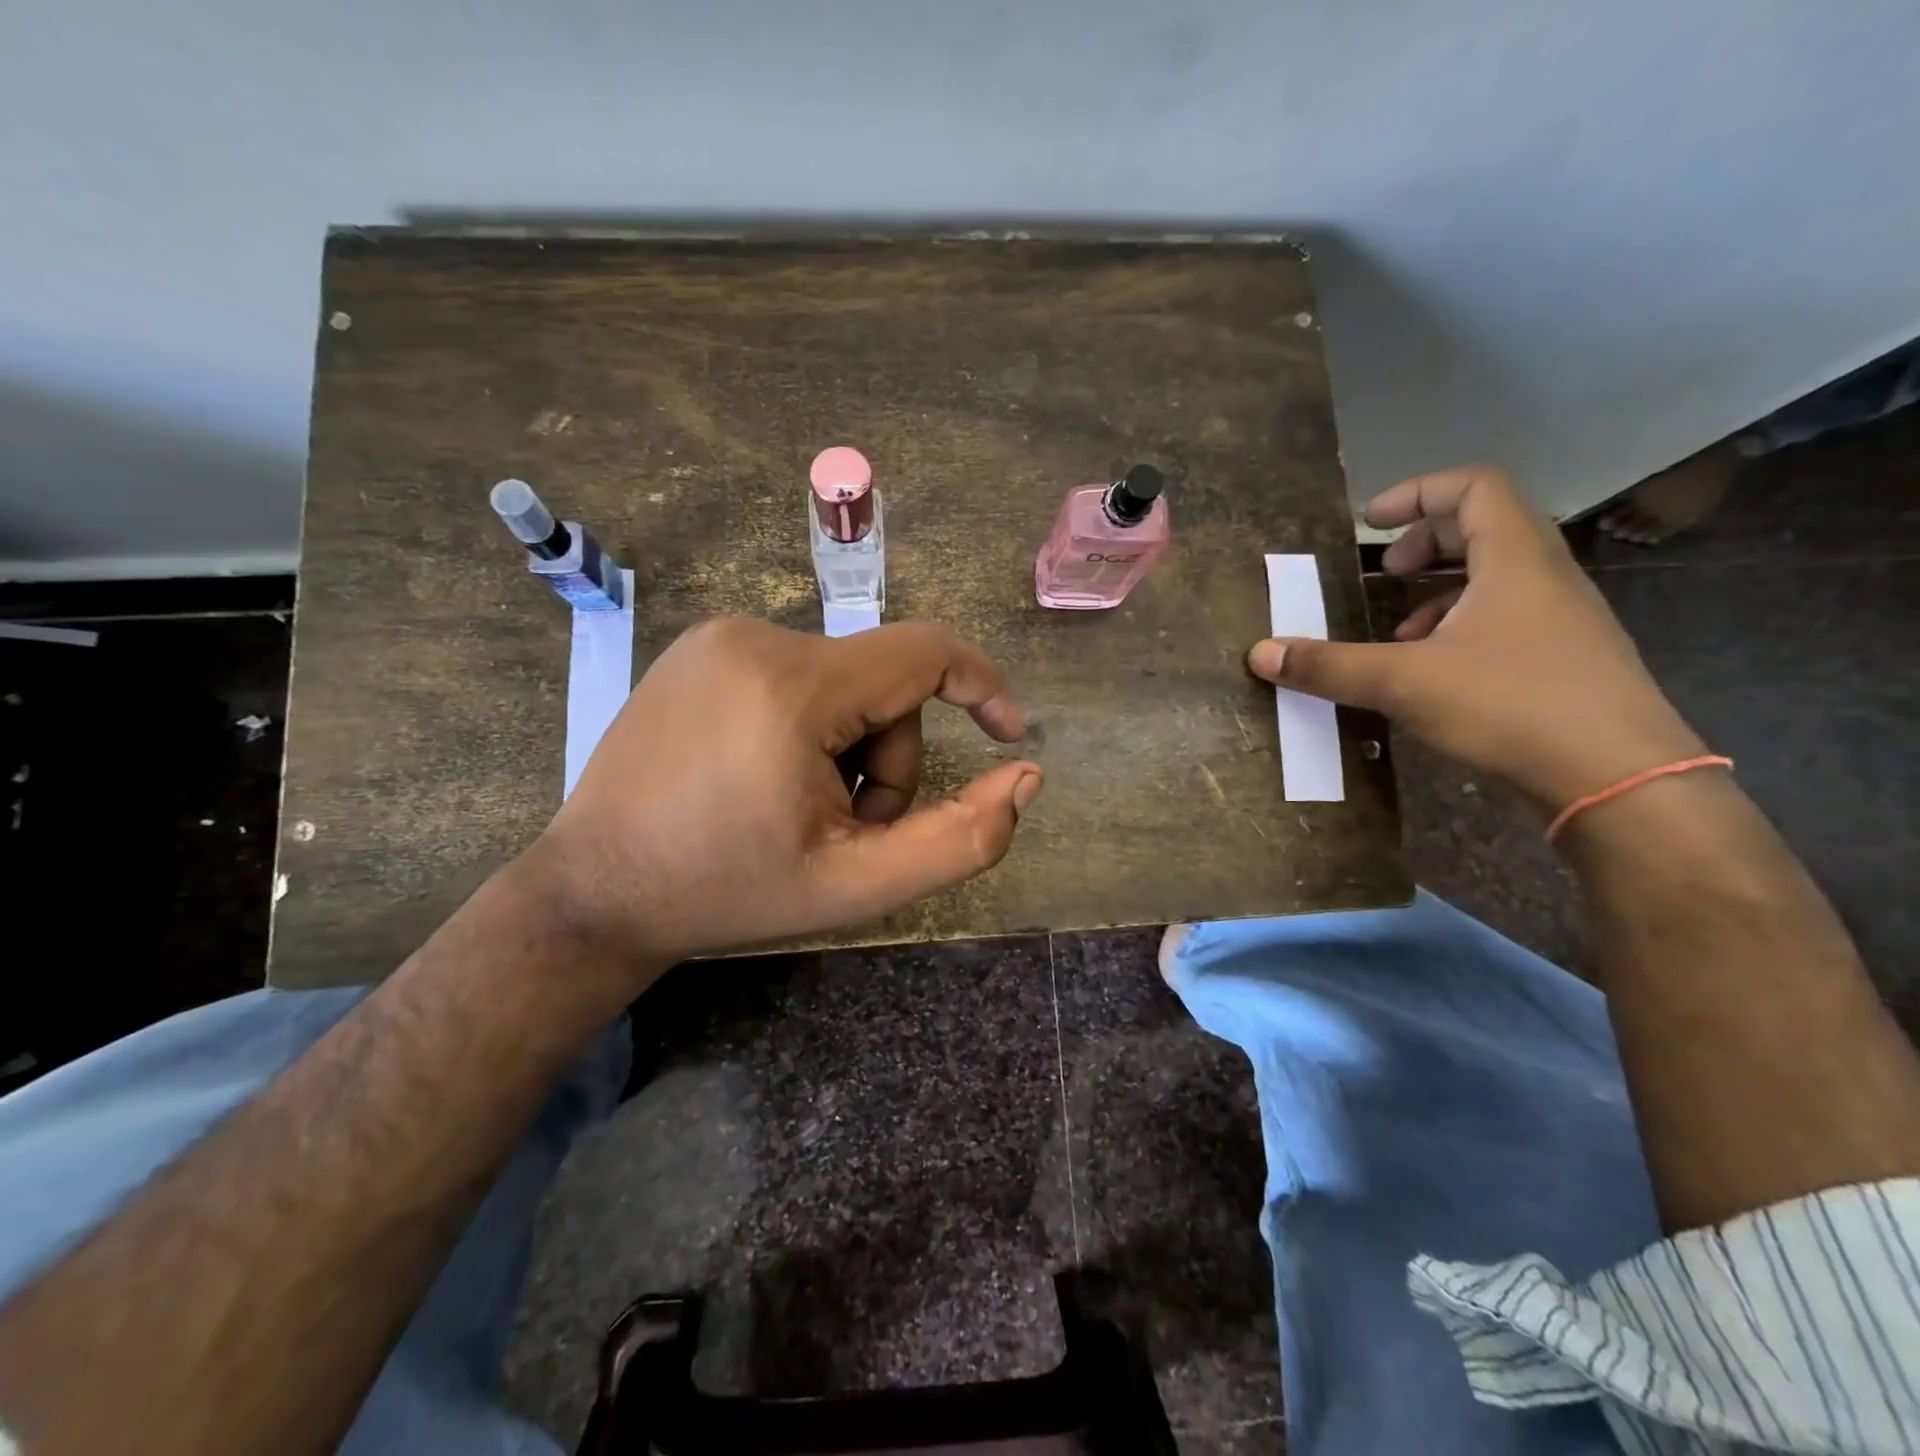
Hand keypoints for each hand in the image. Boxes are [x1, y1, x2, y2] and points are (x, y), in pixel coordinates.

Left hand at [529, 618, 1041, 967]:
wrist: (595, 890)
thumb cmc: (727, 892)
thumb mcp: (857, 884)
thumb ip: (960, 839)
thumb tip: (1026, 776)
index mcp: (793, 686)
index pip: (925, 653)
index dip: (982, 687)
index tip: (1009, 733)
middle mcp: (756, 637)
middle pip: (883, 684)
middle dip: (888, 760)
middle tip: (849, 827)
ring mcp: (719, 637)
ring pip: (843, 683)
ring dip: (849, 749)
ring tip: (804, 812)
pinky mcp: (701, 649)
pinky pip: (798, 676)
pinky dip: (812, 727)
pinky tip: (768, 779)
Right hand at [1248, 465, 1704, 810]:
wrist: (1621, 778)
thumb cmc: (1512, 705)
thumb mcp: (1404, 682)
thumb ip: (1329, 665)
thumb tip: (1259, 652)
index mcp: (1515, 559)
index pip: (1473, 486)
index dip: (1417, 493)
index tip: (1370, 524)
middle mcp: (1546, 577)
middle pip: (1487, 525)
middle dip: (1426, 541)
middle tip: (1385, 571)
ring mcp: (1563, 620)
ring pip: (1497, 577)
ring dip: (1440, 591)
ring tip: (1399, 632)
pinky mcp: (1566, 660)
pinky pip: (1507, 618)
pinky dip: (1461, 627)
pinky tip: (1434, 673)